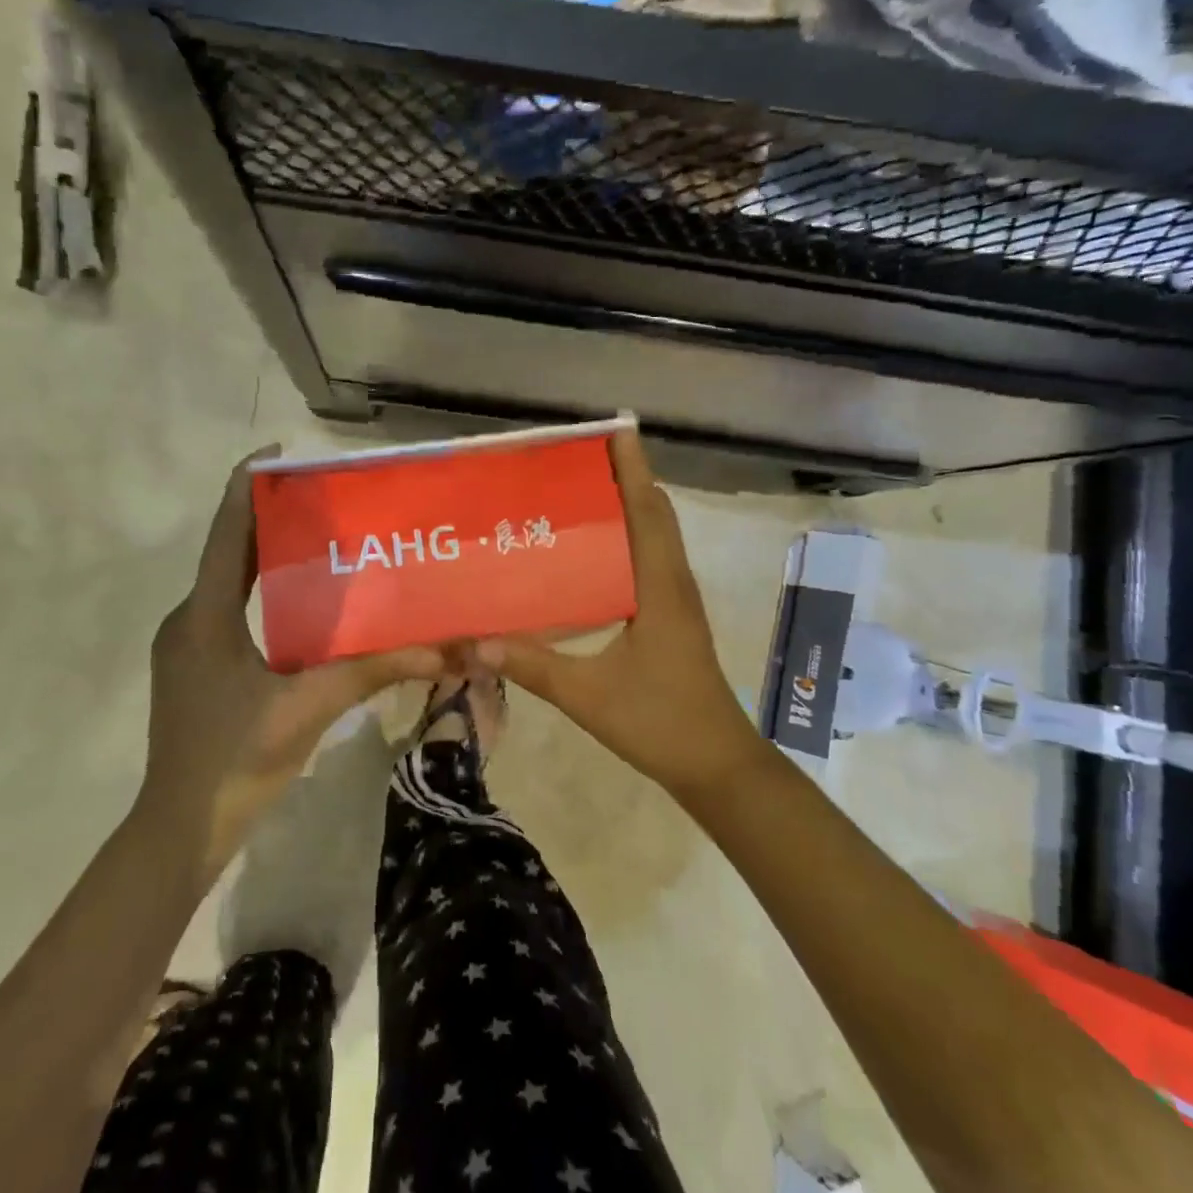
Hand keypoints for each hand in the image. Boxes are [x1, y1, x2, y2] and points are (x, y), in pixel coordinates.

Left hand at [144, 448, 442, 878]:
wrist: (180, 829)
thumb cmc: (234, 760)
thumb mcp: (307, 708)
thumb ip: (370, 671)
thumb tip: (439, 649)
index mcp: (204, 616)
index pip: (226, 533)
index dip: (246, 487)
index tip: (278, 452)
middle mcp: (188, 620)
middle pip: (228, 552)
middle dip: (268, 519)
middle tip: (321, 497)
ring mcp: (186, 645)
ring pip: (229, 584)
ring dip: (266, 557)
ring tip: (318, 538)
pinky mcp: (195, 668)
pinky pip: (229, 611)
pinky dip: (262, 593)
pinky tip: (302, 603)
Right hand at [476, 429, 759, 802]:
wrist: (716, 765)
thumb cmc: (660, 722)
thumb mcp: (588, 695)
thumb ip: (532, 666)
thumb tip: (475, 642)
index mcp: (659, 586)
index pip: (648, 510)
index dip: (634, 467)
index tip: (616, 426)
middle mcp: (672, 581)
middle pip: (654, 513)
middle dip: (625, 477)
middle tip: (578, 456)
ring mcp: (675, 599)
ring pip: (654, 535)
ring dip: (628, 504)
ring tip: (580, 489)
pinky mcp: (671, 616)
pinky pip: (649, 559)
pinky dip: (628, 537)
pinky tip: (591, 551)